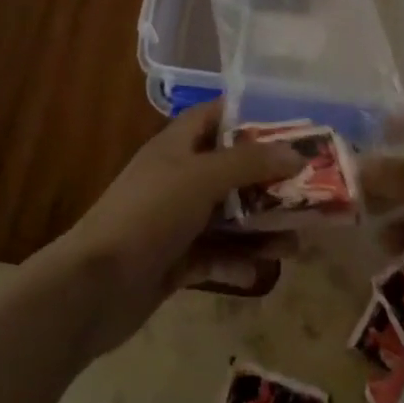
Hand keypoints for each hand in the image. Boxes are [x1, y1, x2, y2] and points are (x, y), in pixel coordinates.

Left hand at [43, 104, 302, 355]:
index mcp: (177, 145)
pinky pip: (215, 254)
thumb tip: (295, 153)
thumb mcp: (202, 177)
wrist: (94, 286)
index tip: (292, 126)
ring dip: (261, 226)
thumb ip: (249, 163)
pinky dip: (239, 260)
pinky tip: (266, 270)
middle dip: (268, 180)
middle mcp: (178, 177)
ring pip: (228, 216)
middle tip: (309, 188)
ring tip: (299, 238)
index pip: (217, 116)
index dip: (251, 117)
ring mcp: (175, 220)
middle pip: (230, 170)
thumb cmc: (149, 213)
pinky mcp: (174, 260)